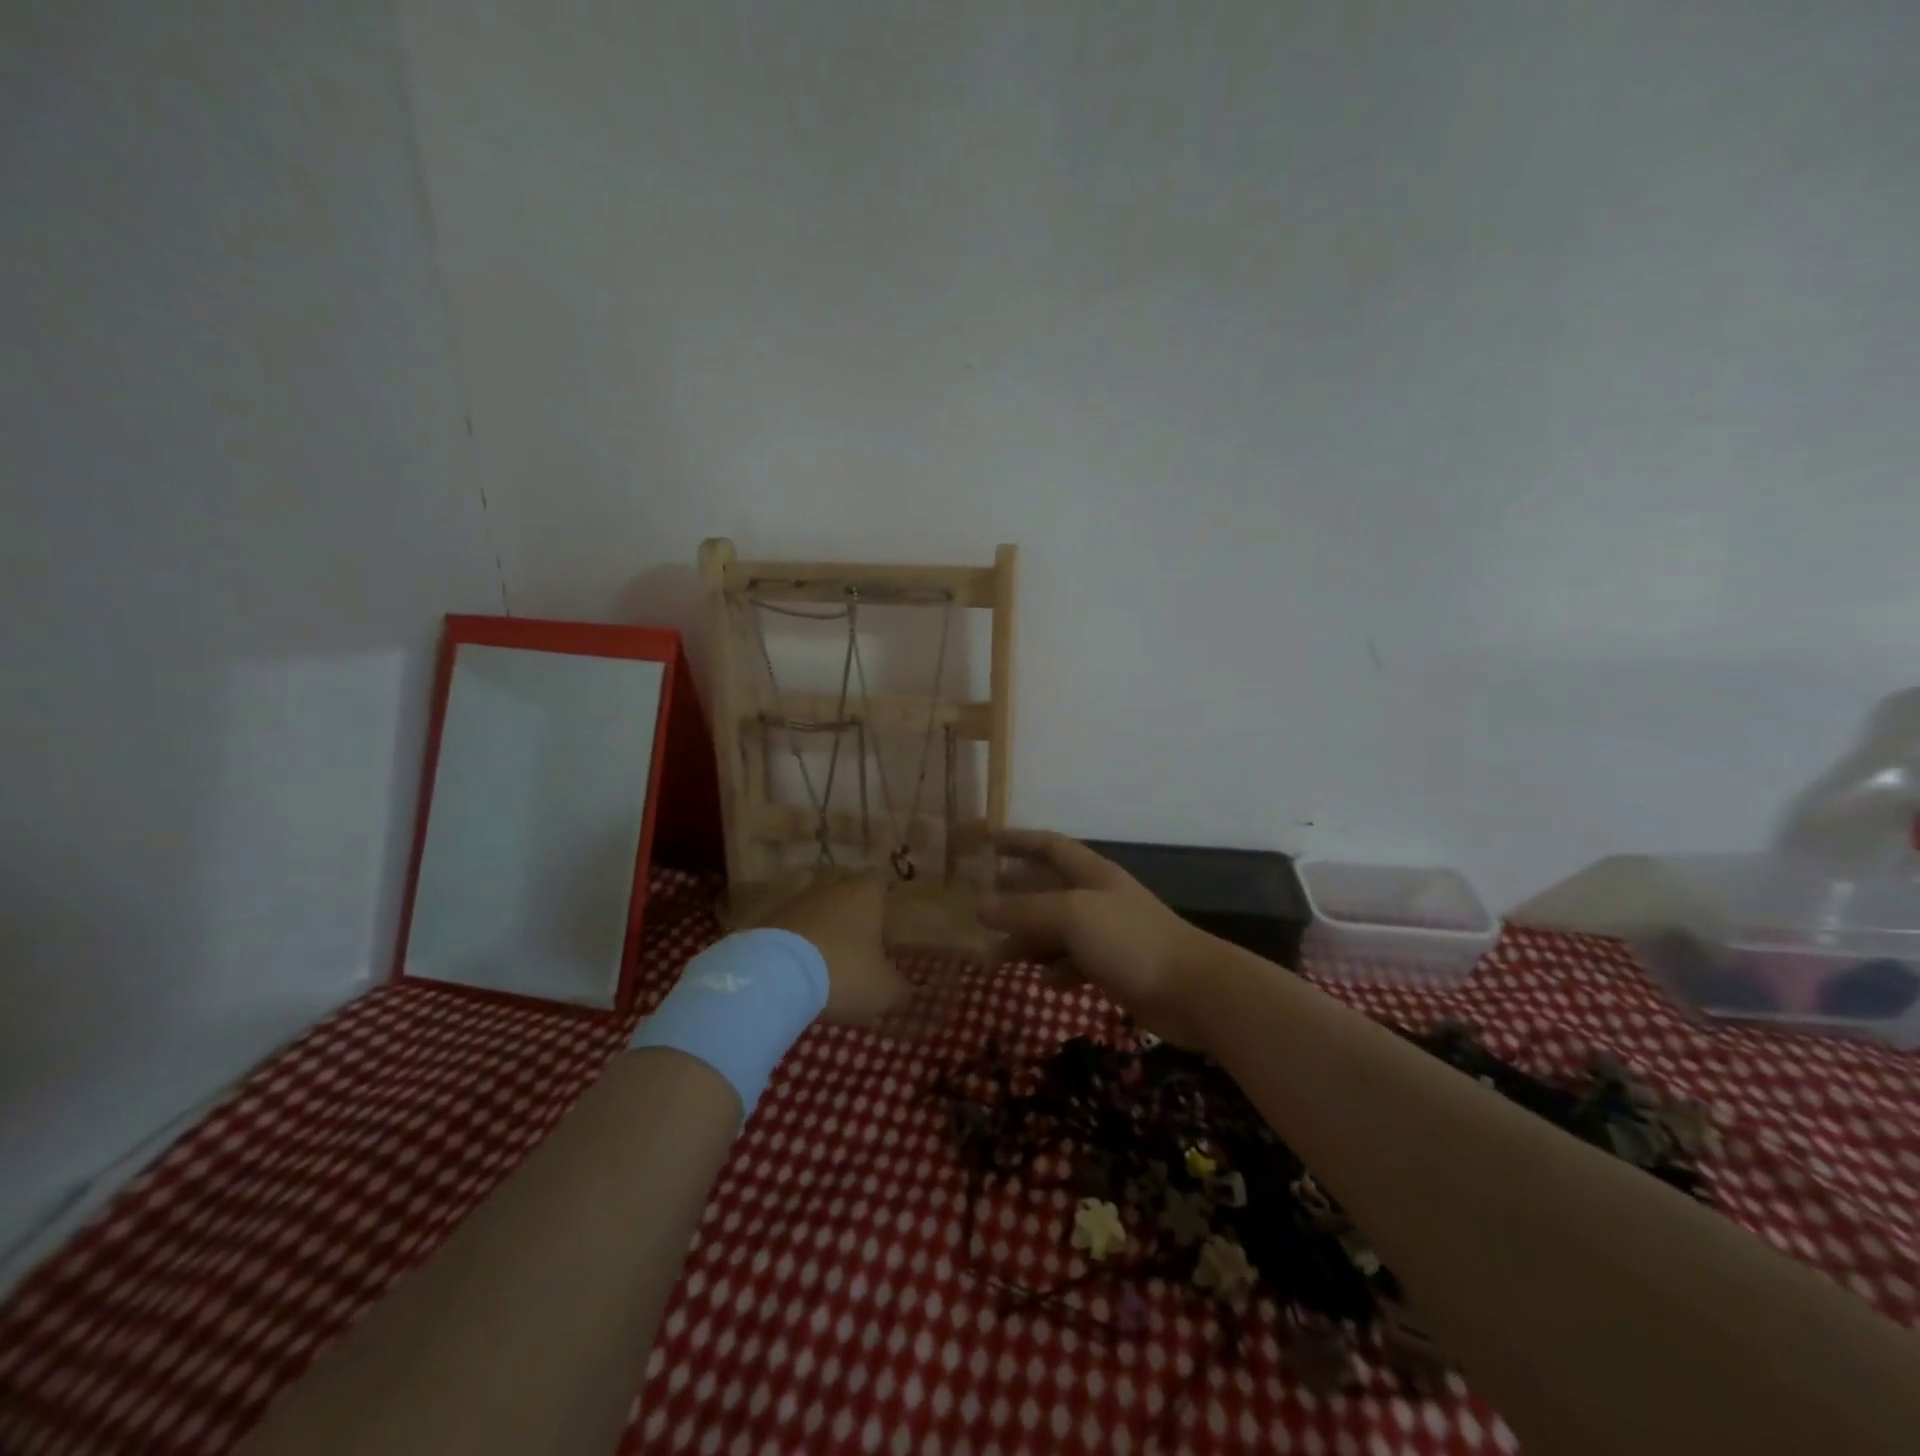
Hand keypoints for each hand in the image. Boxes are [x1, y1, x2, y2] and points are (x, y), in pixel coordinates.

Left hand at [753, 872, 911, 1025]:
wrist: (774, 974)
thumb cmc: (844, 970)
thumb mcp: (883, 989)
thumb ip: (900, 989)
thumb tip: (906, 991)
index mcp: (866, 892)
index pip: (882, 886)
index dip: (886, 907)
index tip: (888, 933)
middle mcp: (832, 887)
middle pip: (848, 899)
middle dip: (853, 924)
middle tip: (861, 955)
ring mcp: (797, 900)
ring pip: (819, 915)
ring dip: (823, 936)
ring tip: (827, 970)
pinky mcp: (768, 920)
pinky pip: (792, 932)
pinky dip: (797, 949)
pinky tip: (799, 975)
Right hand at [977, 830, 1219, 1046]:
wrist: (1192, 990)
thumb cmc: (1129, 940)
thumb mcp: (1071, 916)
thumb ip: (1024, 911)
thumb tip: (978, 906)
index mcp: (1090, 873)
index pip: (1048, 845)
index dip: (1017, 840)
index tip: (985, 841)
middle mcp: (1097, 897)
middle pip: (1047, 888)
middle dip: (1013, 895)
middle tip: (977, 907)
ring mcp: (1107, 934)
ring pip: (1057, 929)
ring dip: (1028, 940)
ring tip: (995, 955)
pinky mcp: (1114, 967)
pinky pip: (1075, 963)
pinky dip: (1057, 970)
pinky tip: (1044, 982)